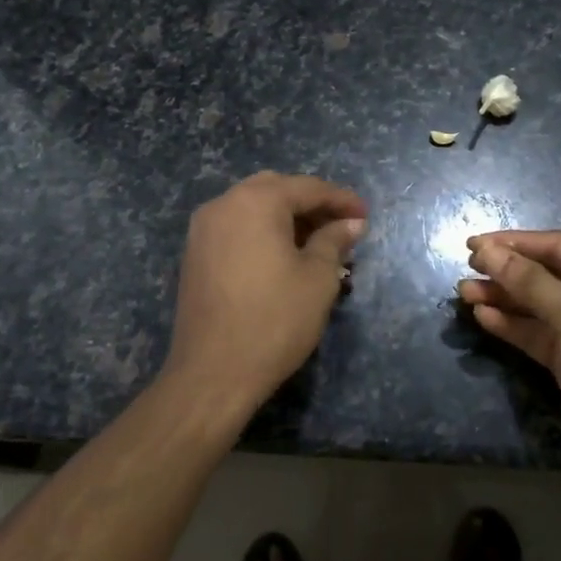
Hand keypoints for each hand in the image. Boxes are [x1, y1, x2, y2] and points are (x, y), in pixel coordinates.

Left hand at [160, 172, 366, 421]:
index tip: (366, 216)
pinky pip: (236, 228)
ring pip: (253, 208)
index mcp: (255, 201)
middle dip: (311, 205)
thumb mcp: (318, 278)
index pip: (307, 188)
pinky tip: (283, 258)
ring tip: (317, 245)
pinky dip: (262, 233)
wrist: (213, 373)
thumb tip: (351, 224)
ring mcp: (203, 229)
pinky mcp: (194, 254)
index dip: (341, 200)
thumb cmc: (274, 320)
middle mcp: (223, 204)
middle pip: (276, 190)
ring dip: (286, 219)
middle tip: (340, 228)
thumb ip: (335, 241)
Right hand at [458, 231, 560, 499]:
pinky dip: (511, 324)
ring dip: (502, 297)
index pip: (559, 245)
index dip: (515, 243)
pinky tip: (482, 316)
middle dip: (506, 271)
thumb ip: (529, 281)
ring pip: (537, 304)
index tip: (473, 244)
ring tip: (463, 293)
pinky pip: (536, 332)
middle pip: (546, 273)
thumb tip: (487, 250)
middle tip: (466, 268)